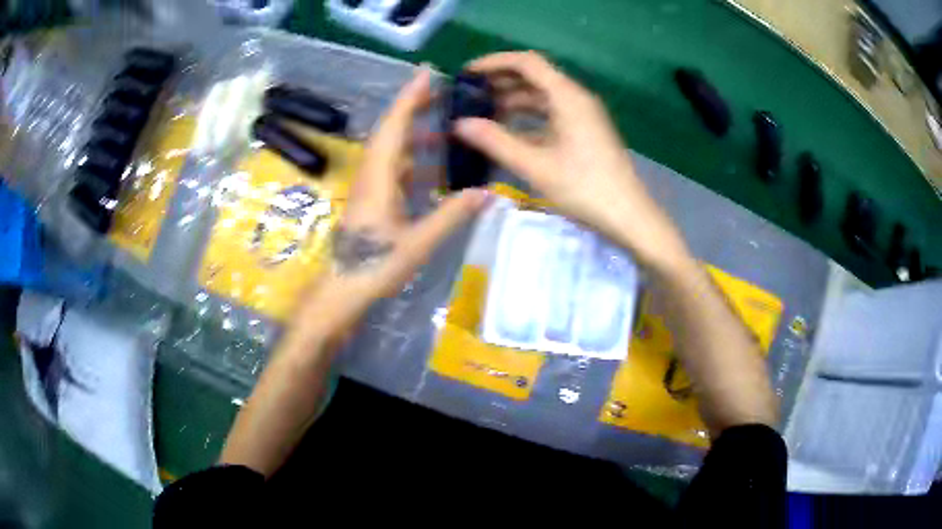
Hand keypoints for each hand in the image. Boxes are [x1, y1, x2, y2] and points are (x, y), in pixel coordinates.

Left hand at [286, 68, 489, 349]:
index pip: (395, 127)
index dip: (410, 99)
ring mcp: (369, 187)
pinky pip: (392, 168)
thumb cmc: (376, 266)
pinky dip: (412, 159)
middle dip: (413, 107)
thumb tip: (486, 193)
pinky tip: (431, 166)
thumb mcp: (418, 243)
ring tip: (442, 125)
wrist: (343, 289)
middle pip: (390, 131)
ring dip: (413, 132)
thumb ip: (451, 215)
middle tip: (440, 91)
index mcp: (379, 178)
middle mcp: (371, 174)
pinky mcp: (371, 199)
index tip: (427, 74)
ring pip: (390, 148)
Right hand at [454, 52, 688, 269]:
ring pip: (543, 97)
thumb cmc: (584, 188)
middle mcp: (576, 98)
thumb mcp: (536, 165)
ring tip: (483, 114)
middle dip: (501, 82)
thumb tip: (459, 124)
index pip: (527, 63)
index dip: (494, 63)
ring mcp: (583, 115)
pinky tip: (509, 133)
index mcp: (567, 96)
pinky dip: (529, 118)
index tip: (467, 74)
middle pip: (535, 77)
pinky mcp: (585, 132)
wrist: (629, 216)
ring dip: (514, 101)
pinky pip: (552, 114)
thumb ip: (496, 141)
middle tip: (470, 95)